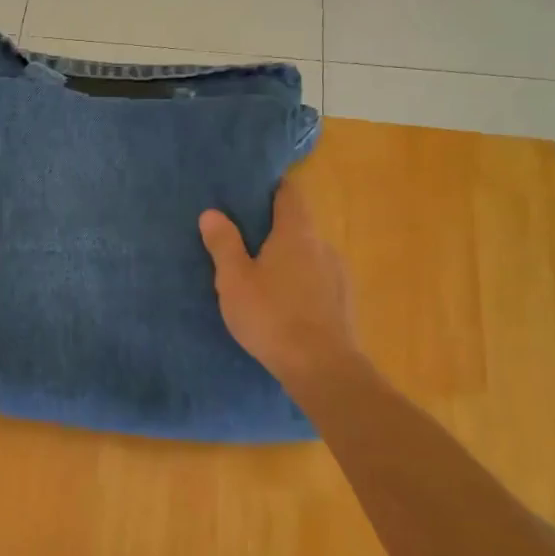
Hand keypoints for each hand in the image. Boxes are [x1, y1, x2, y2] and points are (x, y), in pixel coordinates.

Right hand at [199, 182, 356, 387]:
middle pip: (298, 226)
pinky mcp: (342, 303)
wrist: (321, 367)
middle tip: (245, 240)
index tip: (253, 189)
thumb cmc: (271, 316)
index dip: (273, 187)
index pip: (289, 194)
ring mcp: (337, 275)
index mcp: (296, 234)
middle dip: (274, 229)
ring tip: (262, 277)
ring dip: (288, 260)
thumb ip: (223, 244)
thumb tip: (212, 213)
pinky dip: (300, 283)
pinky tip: (283, 304)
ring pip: (308, 256)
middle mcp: (322, 246)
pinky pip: (316, 281)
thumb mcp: (234, 280)